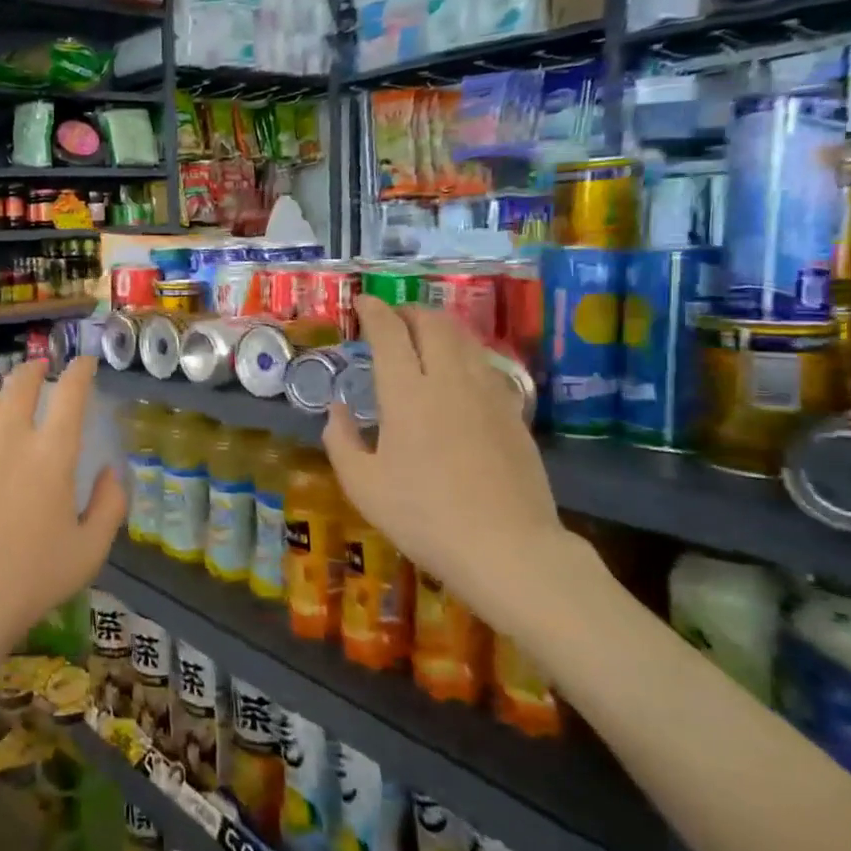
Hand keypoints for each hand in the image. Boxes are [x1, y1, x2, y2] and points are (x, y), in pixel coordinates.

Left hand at [0, 357, 124, 654]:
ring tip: (8, 404)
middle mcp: (8, 438)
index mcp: (51, 455)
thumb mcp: (89, 552)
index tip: (84, 362)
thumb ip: (109, 505)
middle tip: (41, 369)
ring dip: (3, 397)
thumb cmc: (30, 581)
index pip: (70, 394)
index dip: (80, 371)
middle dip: (35, 369)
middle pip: (21, 383)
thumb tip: (111, 471)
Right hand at [321, 299, 603, 632]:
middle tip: (391, 318)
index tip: (362, 303)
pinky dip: (464, 353)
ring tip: (422, 337)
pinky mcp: (513, 412)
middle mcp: (449, 380)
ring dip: (439, 327)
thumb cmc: (423, 516)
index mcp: (407, 393)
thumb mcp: (362, 485)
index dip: (373, 311)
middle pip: (433, 323)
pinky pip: (485, 365)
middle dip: (409, 311)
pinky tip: (457, 373)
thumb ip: (340, 439)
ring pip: (465, 339)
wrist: (506, 547)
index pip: (389, 332)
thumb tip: (338, 409)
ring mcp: (488, 393)